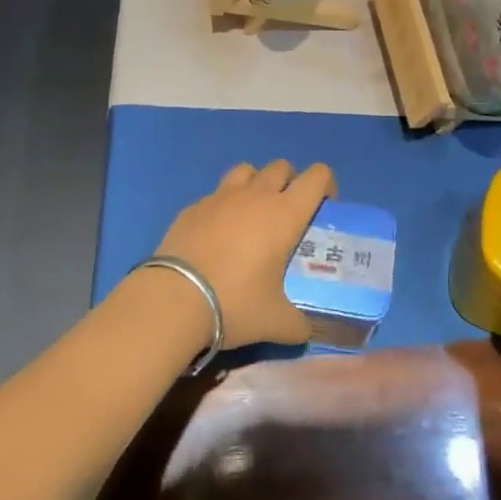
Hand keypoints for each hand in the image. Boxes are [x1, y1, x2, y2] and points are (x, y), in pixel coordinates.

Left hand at [154, 160, 334, 346]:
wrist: (174, 299)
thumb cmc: (235, 302)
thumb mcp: (275, 322)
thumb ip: (296, 324)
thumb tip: (304, 332)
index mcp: (285, 214)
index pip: (317, 176)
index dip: (326, 184)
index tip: (324, 206)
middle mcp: (256, 195)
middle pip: (281, 166)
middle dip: (290, 182)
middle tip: (287, 214)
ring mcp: (221, 196)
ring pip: (247, 170)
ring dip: (256, 183)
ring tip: (252, 213)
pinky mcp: (193, 206)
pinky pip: (216, 194)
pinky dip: (223, 205)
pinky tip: (217, 234)